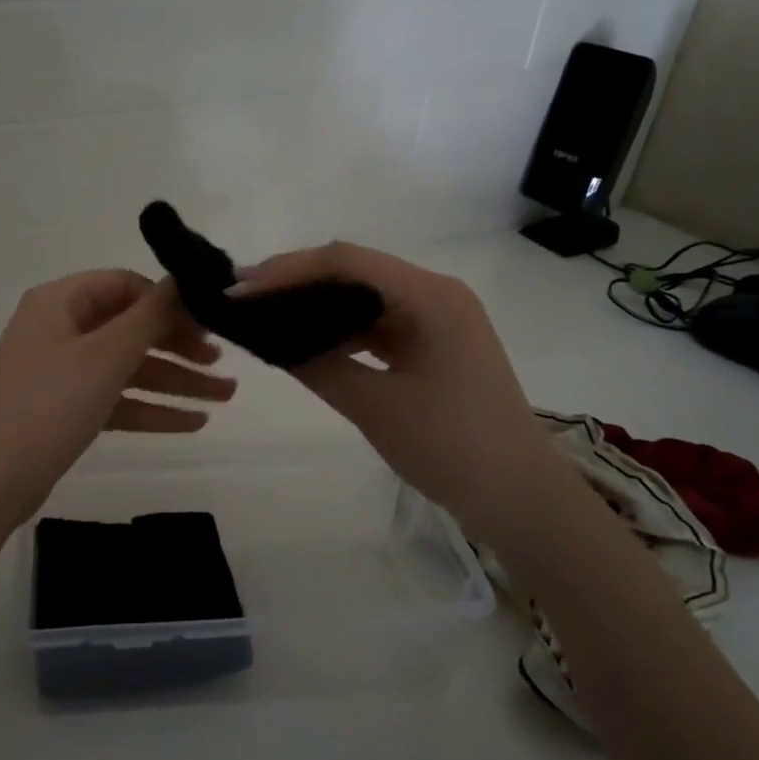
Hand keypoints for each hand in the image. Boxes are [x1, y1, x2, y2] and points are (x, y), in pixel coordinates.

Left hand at [0, 269, 236, 526]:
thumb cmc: (51, 404)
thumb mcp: (107, 355)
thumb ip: (151, 315)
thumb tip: (184, 278)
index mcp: (59, 302)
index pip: (125, 285)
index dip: (168, 301)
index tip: (209, 321)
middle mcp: (59, 329)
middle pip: (130, 327)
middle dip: (180, 346)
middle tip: (222, 362)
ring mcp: (61, 370)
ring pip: (128, 367)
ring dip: (175, 380)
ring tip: (226, 395)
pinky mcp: (66, 408)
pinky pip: (116, 397)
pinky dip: (151, 407)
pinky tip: (194, 422)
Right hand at [231, 243, 552, 528]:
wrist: (518, 497)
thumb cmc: (453, 448)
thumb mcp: (376, 407)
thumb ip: (319, 366)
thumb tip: (269, 338)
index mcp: (431, 296)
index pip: (347, 262)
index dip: (288, 270)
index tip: (240, 288)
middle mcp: (435, 294)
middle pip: (355, 271)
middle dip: (296, 281)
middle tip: (242, 297)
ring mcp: (435, 319)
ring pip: (363, 296)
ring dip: (316, 304)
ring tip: (264, 314)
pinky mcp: (431, 344)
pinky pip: (376, 324)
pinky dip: (339, 329)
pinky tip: (305, 340)